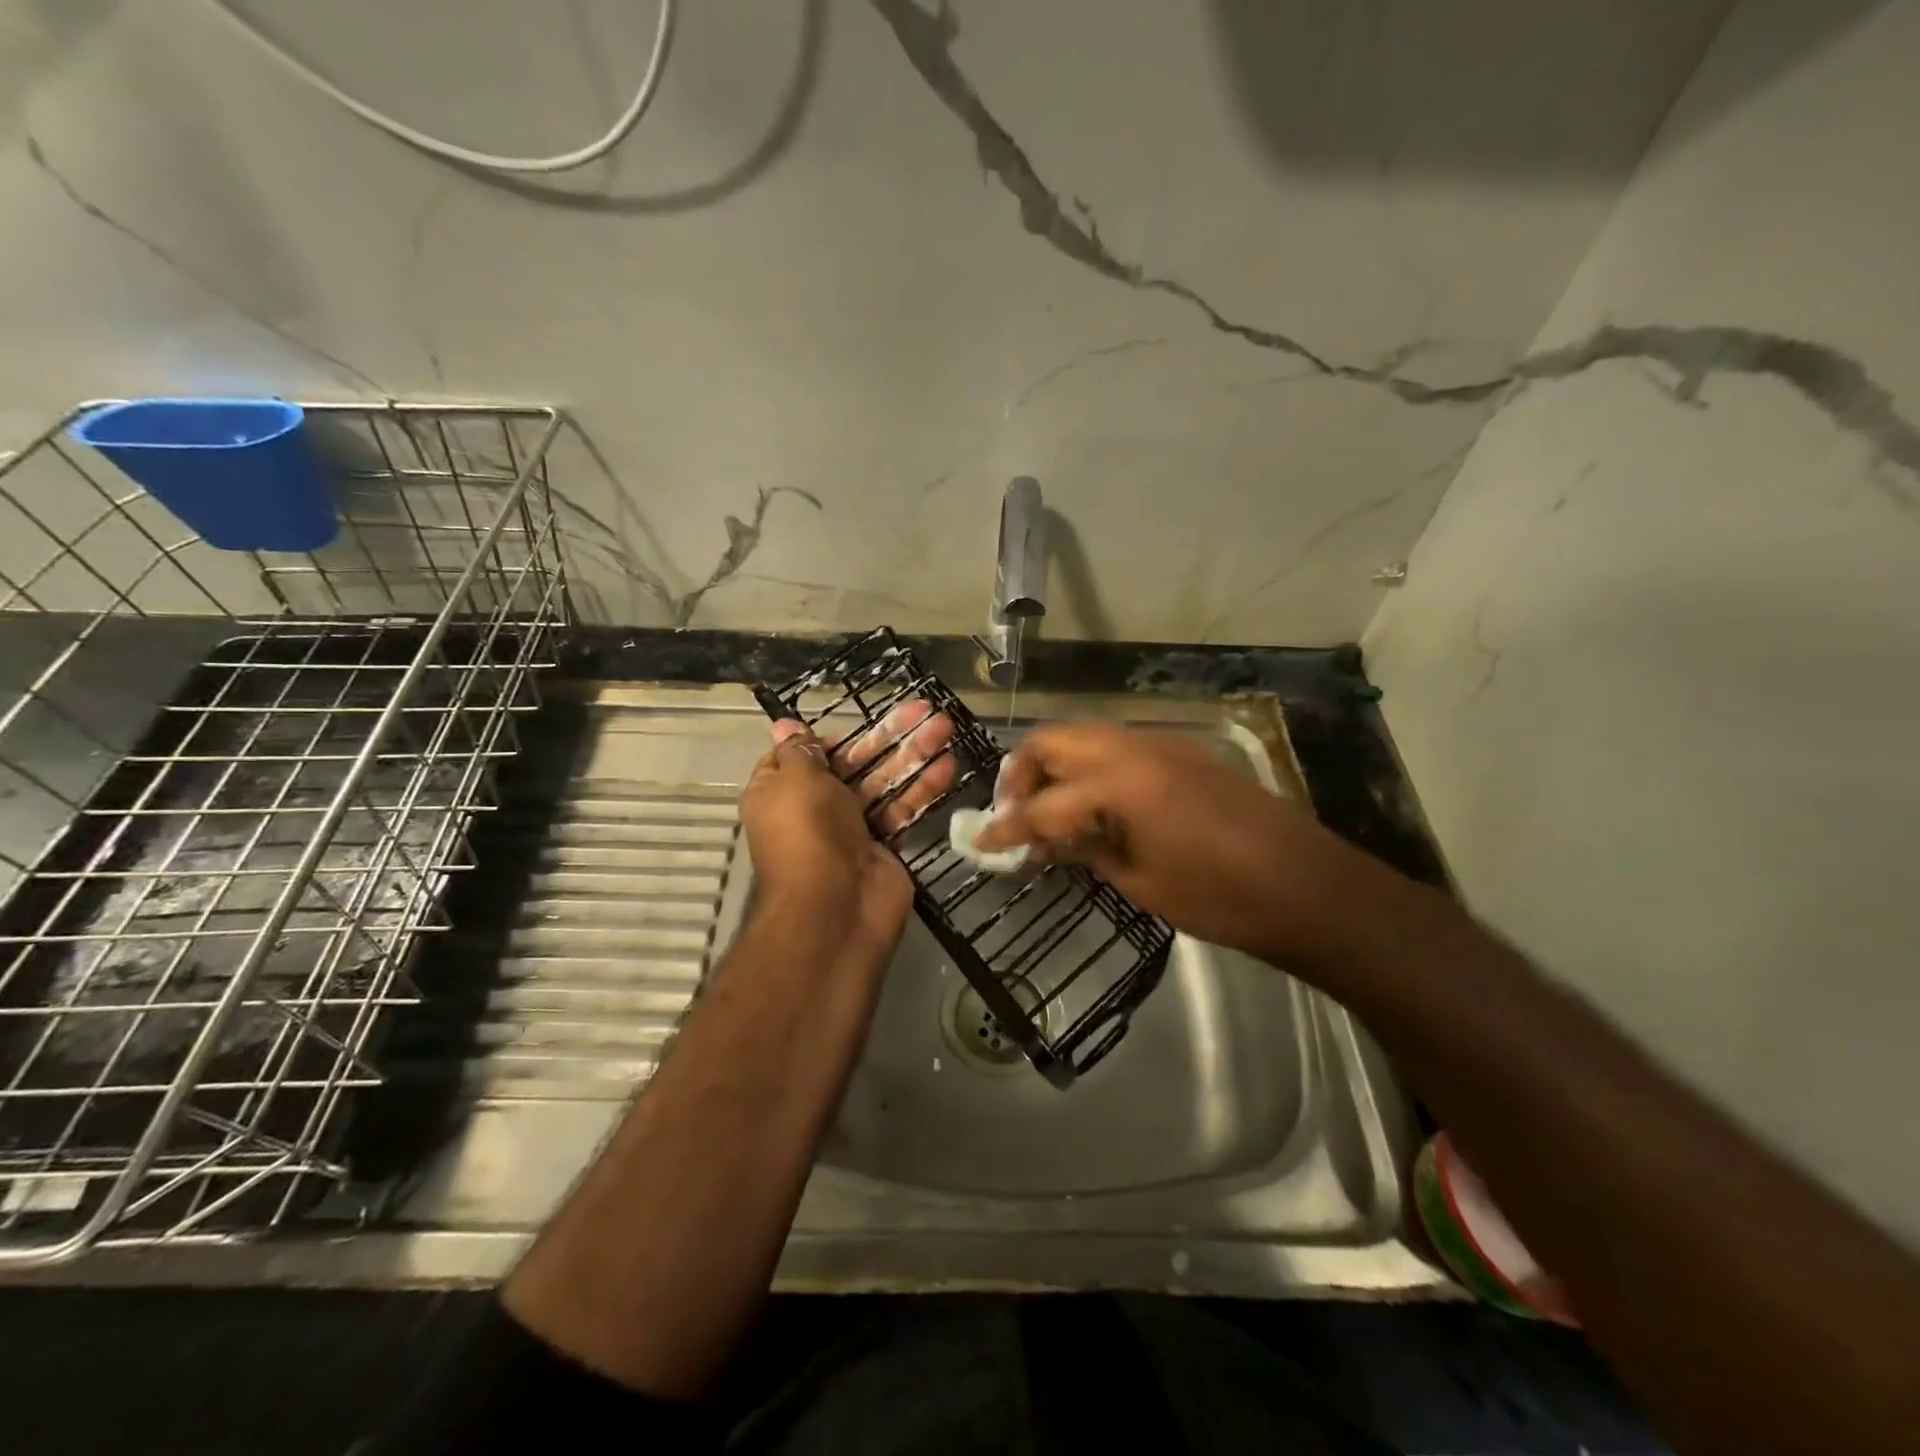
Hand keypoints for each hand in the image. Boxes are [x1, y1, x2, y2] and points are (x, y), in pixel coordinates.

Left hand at [738, 707, 955, 965]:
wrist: (834, 908)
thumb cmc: (807, 832)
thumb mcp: (796, 779)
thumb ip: (800, 750)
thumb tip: (784, 724)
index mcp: (780, 791)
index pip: (802, 756)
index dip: (828, 739)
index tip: (855, 725)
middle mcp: (813, 808)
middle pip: (853, 763)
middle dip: (888, 736)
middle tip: (924, 709)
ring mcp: (851, 828)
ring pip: (884, 782)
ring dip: (914, 755)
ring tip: (946, 726)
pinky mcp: (884, 846)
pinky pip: (903, 810)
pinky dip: (923, 788)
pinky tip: (949, 764)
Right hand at [973, 722, 1360, 965]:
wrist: (1308, 886)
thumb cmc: (1221, 897)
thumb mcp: (1141, 882)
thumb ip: (1086, 852)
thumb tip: (1046, 844)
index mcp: (1120, 783)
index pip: (1043, 804)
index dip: (1007, 826)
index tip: (981, 843)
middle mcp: (1134, 748)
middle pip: (1054, 740)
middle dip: (1024, 773)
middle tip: (1017, 813)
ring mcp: (1162, 744)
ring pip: (1086, 736)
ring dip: (1058, 764)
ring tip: (1052, 809)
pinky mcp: (1182, 751)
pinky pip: (1118, 746)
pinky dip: (1092, 767)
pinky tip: (1096, 805)